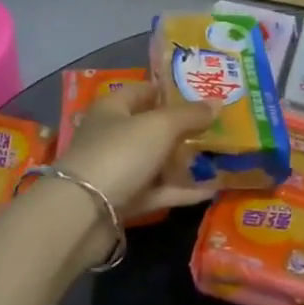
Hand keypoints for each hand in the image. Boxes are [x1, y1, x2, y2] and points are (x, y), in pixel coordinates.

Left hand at [56, 82, 218, 225]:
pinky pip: (158, 190)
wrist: (83, 214)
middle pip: (152, 127)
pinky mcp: (124, 201)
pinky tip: (212, 190)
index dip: (172, 90)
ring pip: (156, 161)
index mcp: (114, 107)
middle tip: (218, 127)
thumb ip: (190, 115)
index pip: (145, 91)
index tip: (203, 94)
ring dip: (184, 161)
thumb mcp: (161, 126)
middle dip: (183, 128)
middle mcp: (113, 135)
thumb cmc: (120, 153)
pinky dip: (182, 190)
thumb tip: (217, 103)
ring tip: (220, 158)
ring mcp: (118, 170)